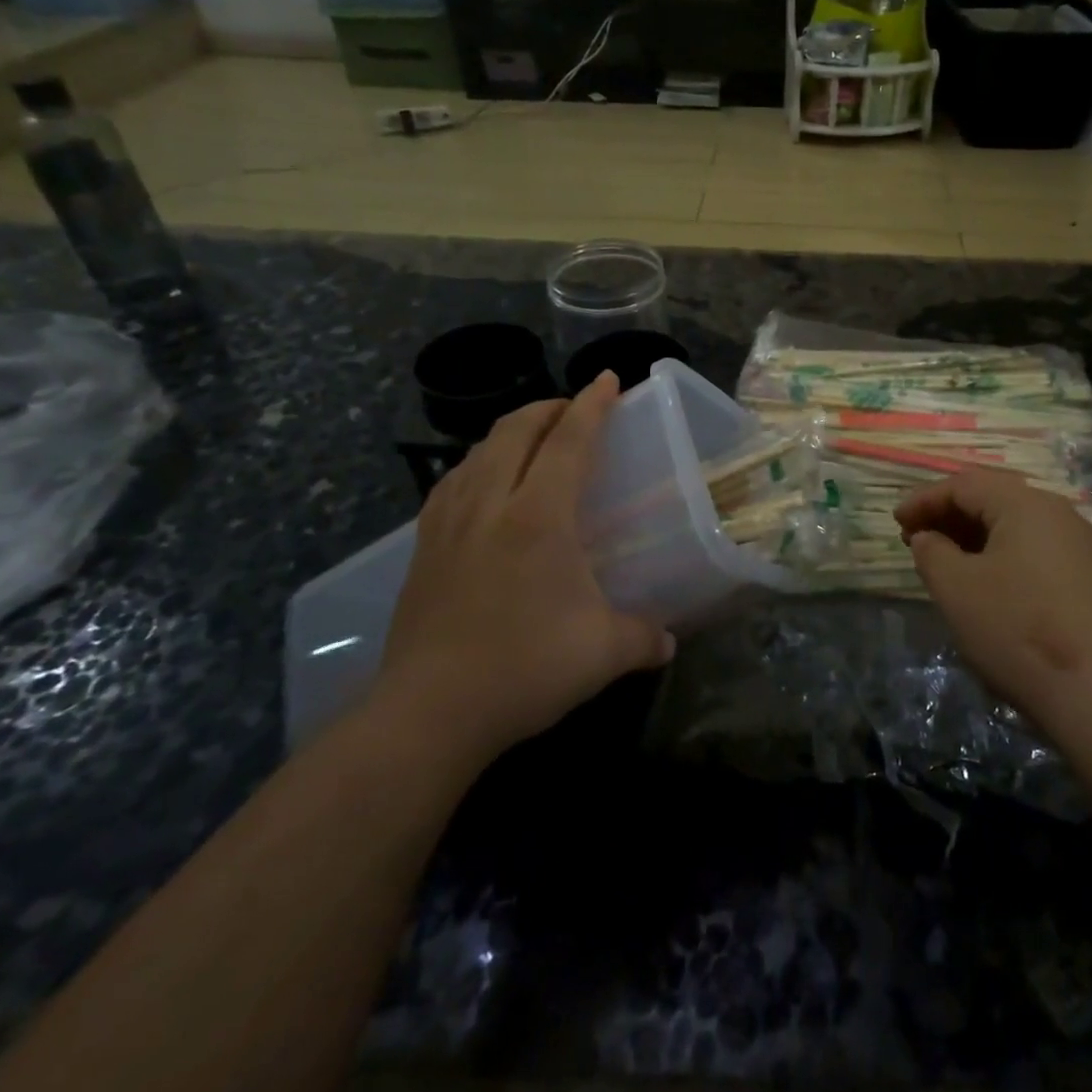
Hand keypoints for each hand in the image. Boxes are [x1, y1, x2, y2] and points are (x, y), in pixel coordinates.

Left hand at [379, 373, 675, 770]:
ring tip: (531, 440)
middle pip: (515, 432)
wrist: (428, 712)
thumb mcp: (603, 653)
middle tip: (573, 409)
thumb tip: (668, 641)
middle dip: (547, 408)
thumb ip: (644, 638)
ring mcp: (449, 524)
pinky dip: (475, 465)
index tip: (608, 379)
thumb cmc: (525, 668)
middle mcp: (491, 505)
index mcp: (539, 517)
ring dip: (509, 433)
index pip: (569, 441)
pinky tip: (481, 484)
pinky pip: (451, 483)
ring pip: (477, 452)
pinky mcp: (422, 548)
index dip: (592, 405)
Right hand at [896, 469, 1091, 742]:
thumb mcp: (956, 589)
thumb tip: (928, 538)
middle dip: (949, 516)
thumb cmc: (1016, 629)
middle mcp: (1058, 514)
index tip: (896, 522)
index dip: (925, 500)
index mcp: (1025, 504)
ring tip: (944, 562)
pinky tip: (985, 585)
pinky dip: (1001, 556)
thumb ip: (932, 552)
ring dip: (973, 537)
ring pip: (1015, 526)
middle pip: (993, 499)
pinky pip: (1035, 551)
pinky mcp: (1091, 580)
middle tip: (915, 539)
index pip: (965, 484)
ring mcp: (1080, 547)